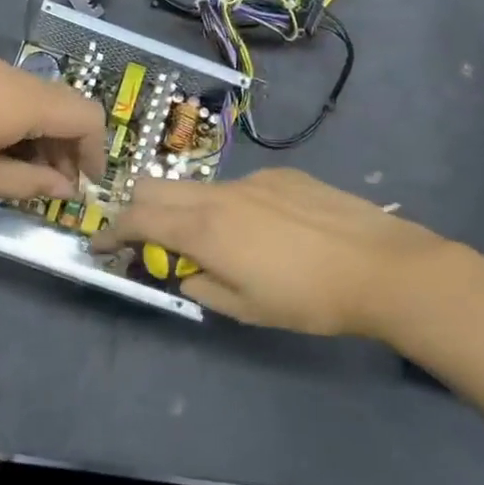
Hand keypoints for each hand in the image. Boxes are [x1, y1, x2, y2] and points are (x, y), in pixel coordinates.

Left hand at [0, 56, 108, 204]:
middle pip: (62, 102)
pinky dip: (17, 118)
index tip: (87, 183)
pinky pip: (6, 91)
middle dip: (69, 142)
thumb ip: (31, 181)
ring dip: (42, 131)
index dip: (95, 150)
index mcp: (21, 98)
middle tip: (57, 183)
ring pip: (34, 96)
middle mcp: (9, 73)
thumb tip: (65, 187)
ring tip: (26, 171)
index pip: (84, 115)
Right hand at [96, 168, 481, 337]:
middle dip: (139, 209)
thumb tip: (184, 271)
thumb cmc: (308, 299)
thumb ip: (201, 286)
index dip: (110, 232)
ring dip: (187, 210)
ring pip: (198, 187)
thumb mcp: (246, 308)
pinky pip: (238, 186)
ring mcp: (252, 179)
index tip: (100, 246)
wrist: (383, 267)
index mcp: (203, 228)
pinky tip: (265, 231)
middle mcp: (219, 193)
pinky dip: (228, 206)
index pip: (136, 218)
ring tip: (216, 242)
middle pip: (157, 186)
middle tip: (148, 240)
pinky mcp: (282, 175)